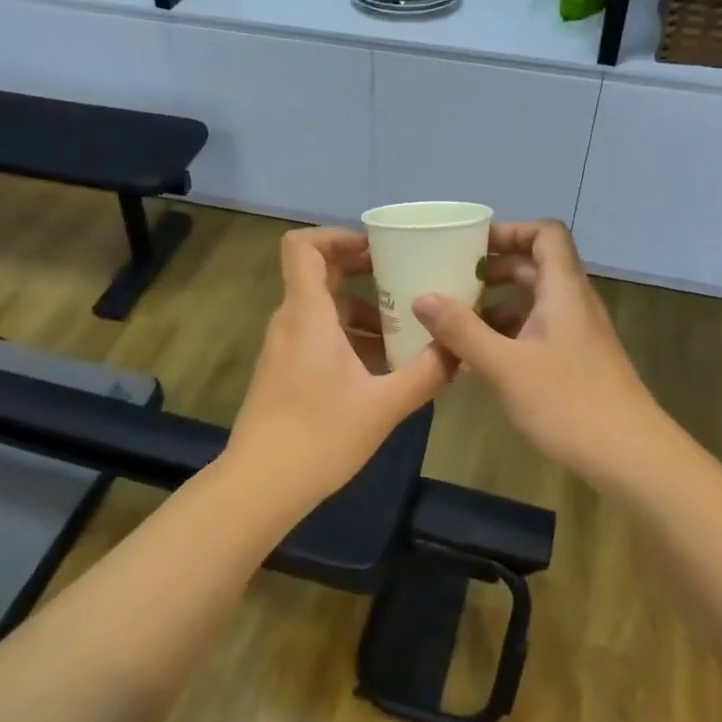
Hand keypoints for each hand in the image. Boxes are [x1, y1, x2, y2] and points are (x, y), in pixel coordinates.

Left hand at [225, 227, 452, 508]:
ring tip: (404, 328)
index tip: (378, 249)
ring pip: (322, 309)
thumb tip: (461, 348)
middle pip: (318, 273)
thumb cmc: (319, 437)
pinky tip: (382, 365)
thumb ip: (427, 373)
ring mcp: (283, 348)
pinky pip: (316, 335)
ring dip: (361, 309)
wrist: (260, 485)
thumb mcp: (384, 406)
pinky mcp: (284, 372)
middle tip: (404, 277)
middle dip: (361, 269)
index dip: (338, 236)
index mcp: (308, 315)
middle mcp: (290, 322)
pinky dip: (348, 336)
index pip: (303, 246)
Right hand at [413, 220, 664, 483]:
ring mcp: (576, 335)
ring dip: (495, 306)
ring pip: (533, 303)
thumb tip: (422, 297)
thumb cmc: (568, 403)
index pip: (545, 234)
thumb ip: (462, 330)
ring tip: (454, 322)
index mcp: (563, 290)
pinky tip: (477, 360)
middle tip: (451, 281)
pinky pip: (536, 332)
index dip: (509, 231)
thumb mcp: (505, 366)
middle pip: (535, 266)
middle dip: (492, 269)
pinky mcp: (574, 362)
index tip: (470, 247)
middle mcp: (573, 304)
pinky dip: (506, 335)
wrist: (630, 457)